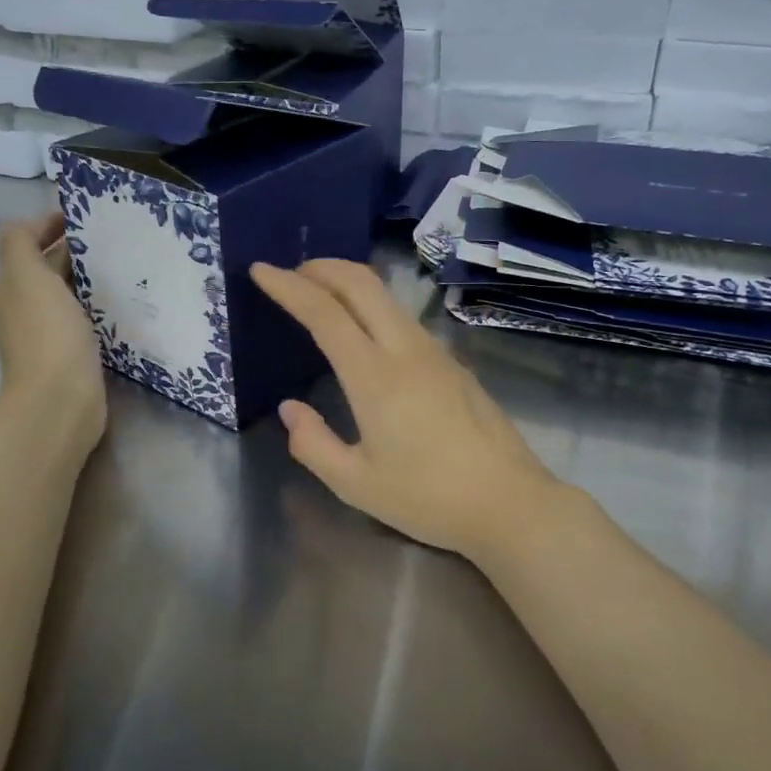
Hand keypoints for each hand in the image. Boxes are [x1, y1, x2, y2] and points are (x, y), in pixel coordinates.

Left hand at [0, 215, 104, 453]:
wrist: (59, 401)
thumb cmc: (47, 334)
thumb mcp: (26, 276)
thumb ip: (21, 243)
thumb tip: (32, 225)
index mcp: (13, 284)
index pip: (27, 242)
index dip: (51, 224)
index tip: (89, 216)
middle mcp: (26, 306)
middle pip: (49, 267)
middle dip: (76, 250)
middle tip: (117, 239)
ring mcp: (49, 332)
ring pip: (70, 293)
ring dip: (92, 278)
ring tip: (128, 267)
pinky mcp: (73, 354)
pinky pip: (86, 319)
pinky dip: (101, 307)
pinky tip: (126, 304)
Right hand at [251, 259, 565, 562]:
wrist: (510, 503)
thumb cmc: (428, 498)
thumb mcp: (356, 484)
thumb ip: (313, 443)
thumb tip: (290, 408)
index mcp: (375, 377)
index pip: (325, 313)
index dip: (289, 287)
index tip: (260, 269)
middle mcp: (407, 350)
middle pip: (362, 284)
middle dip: (322, 267)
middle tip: (291, 273)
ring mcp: (436, 353)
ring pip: (387, 297)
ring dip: (349, 283)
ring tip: (321, 296)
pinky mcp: (454, 363)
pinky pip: (404, 318)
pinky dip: (372, 306)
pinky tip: (364, 331)